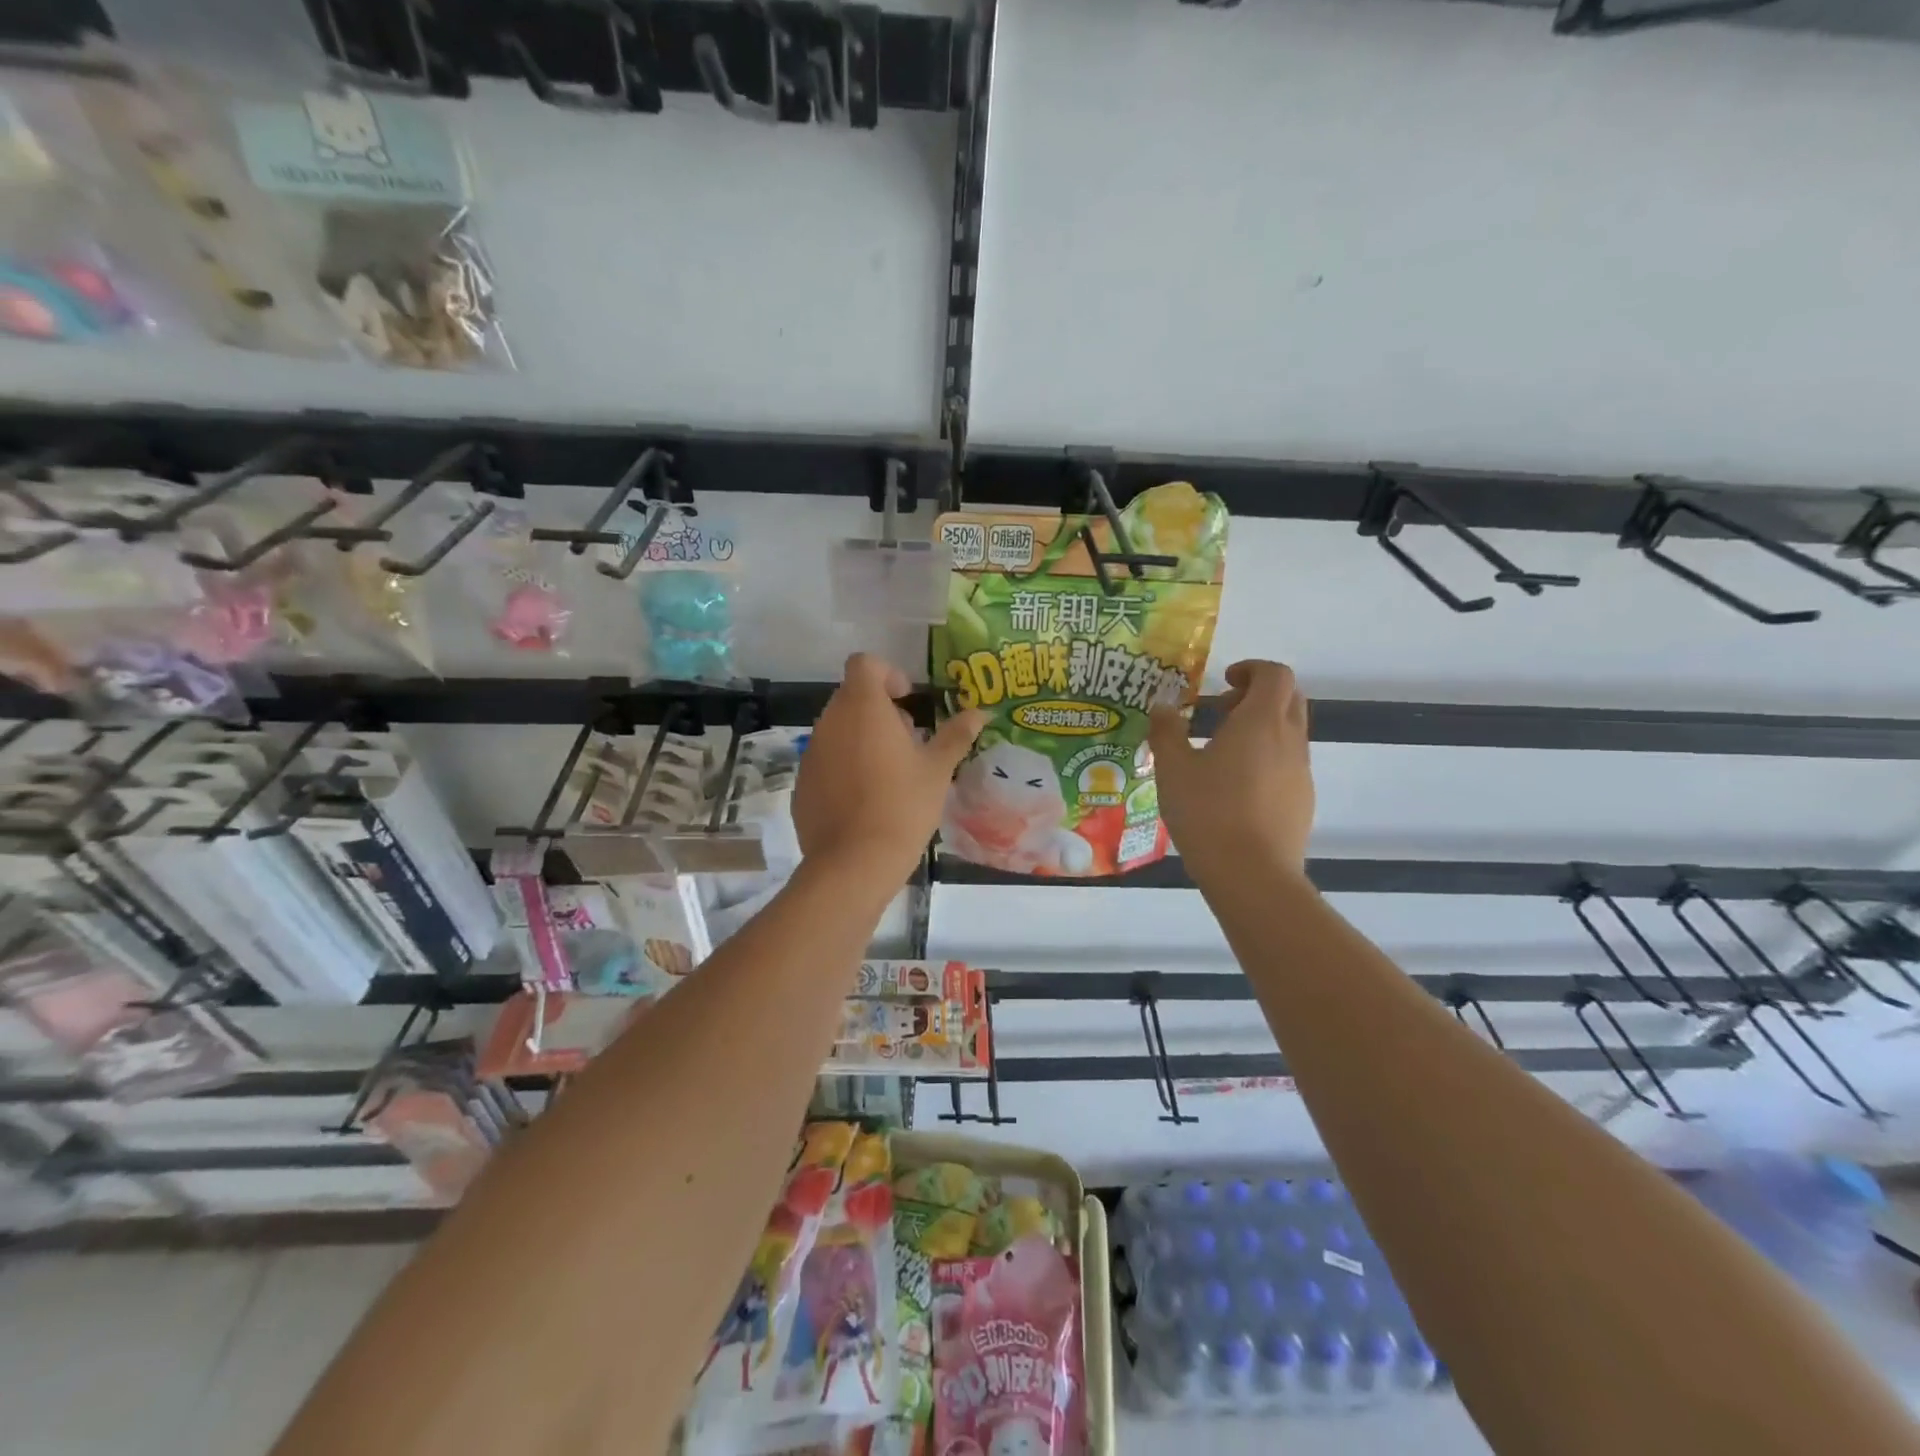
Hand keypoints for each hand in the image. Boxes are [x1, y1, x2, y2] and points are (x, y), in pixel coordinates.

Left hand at [793, 653, 987, 886]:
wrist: (854, 863)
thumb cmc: (902, 806)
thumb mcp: (937, 770)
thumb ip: (955, 735)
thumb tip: (979, 712)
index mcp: (863, 707)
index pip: (864, 663)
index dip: (887, 673)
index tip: (908, 700)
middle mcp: (830, 721)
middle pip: (852, 696)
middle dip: (879, 709)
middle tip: (907, 741)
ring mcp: (811, 752)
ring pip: (838, 729)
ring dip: (862, 737)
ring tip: (889, 773)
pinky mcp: (802, 782)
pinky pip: (825, 760)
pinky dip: (844, 766)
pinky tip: (865, 799)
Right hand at [1148, 659, 1313, 882]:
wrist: (1252, 875)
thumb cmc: (1208, 813)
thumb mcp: (1173, 769)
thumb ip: (1166, 731)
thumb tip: (1162, 706)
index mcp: (1261, 722)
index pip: (1275, 674)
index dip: (1251, 668)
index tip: (1223, 680)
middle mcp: (1290, 740)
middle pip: (1289, 698)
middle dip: (1257, 694)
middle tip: (1221, 711)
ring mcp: (1301, 772)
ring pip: (1289, 732)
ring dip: (1261, 728)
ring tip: (1220, 753)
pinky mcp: (1303, 800)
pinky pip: (1288, 763)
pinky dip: (1266, 758)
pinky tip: (1235, 789)